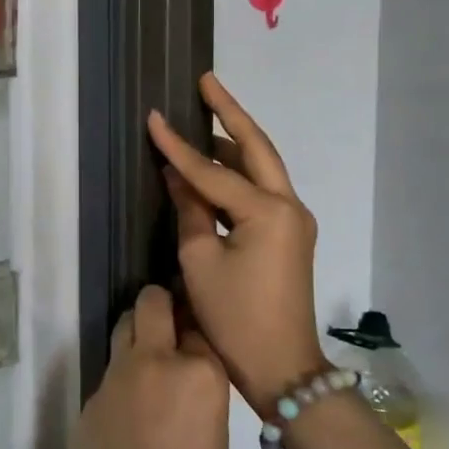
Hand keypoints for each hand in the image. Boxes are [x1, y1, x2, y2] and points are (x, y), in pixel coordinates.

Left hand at [59, 285, 227, 448]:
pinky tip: (127, 412)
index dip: (196, 332)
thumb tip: (187, 376)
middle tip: (167, 328)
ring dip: (137, 335)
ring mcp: (117, 374)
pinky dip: (121, 378)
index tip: (197, 341)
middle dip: (160, 307)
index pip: (198, 326)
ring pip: (125, 326)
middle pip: (153, 303)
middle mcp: (157, 360)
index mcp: (201, 373)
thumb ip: (200, 394)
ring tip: (146, 365)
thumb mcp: (216, 442)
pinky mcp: (90, 394)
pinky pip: (110, 370)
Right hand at [147, 72, 325, 414]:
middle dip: (229, 113)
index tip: (153, 117)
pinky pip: (262, 191)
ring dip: (234, 142)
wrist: (282, 367)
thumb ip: (191, 210)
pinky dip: (238, 173)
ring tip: (205, 114)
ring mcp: (295, 220)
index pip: (213, 170)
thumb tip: (178, 175)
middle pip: (257, 147)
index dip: (178, 146)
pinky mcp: (290, 235)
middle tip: (206, 81)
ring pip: (262, 167)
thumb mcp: (200, 262)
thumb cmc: (235, 318)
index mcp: (268, 211)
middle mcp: (289, 206)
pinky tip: (214, 165)